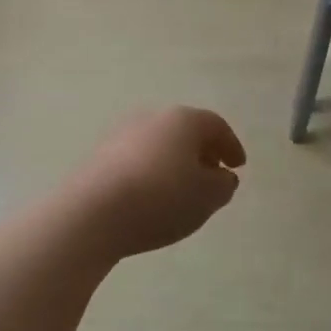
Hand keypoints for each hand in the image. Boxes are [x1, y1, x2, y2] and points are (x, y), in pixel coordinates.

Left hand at [71, 106, 246, 259]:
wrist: (92, 212)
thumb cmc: (161, 198)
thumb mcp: (207, 197)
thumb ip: (223, 185)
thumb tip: (222, 176)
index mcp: (183, 119)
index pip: (215, 125)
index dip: (231, 145)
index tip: (238, 166)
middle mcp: (153, 118)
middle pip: (185, 131)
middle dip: (202, 152)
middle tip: (213, 175)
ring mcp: (122, 134)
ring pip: (159, 145)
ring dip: (175, 163)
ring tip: (182, 191)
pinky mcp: (99, 156)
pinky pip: (137, 160)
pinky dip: (151, 173)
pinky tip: (151, 198)